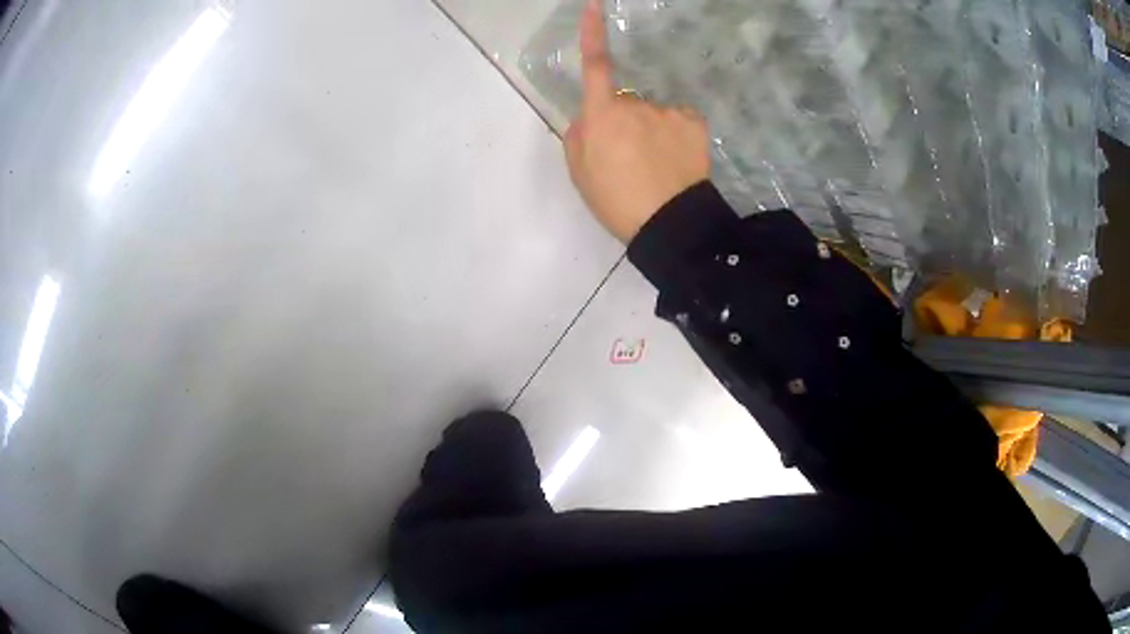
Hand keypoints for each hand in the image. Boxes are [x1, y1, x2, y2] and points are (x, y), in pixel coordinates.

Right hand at [563, 0, 710, 242]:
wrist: (669, 225)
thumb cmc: (616, 201)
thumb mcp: (580, 174)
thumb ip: (578, 136)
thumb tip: (588, 116)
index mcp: (601, 115)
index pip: (595, 66)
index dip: (593, 34)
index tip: (594, 6)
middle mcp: (634, 104)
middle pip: (624, 102)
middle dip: (624, 122)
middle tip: (628, 161)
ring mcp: (667, 112)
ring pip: (653, 114)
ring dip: (652, 131)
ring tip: (655, 168)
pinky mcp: (694, 123)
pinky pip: (679, 121)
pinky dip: (676, 136)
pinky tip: (677, 161)